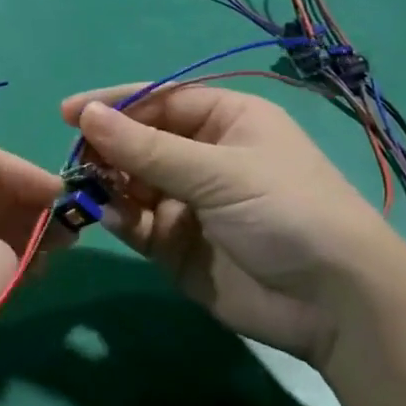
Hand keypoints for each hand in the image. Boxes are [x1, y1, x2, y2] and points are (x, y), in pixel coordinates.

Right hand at [61, 86, 402, 365]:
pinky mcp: (176, 244)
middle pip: (139, 141)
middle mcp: (203, 156)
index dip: (115, 104)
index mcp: (226, 121)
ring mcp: (188, 202)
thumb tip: (85, 114)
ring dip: (107, 182)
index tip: (69, 114)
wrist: (337, 306)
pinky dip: (118, 217)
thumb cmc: (286, 212)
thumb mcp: (218, 171)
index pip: (159, 100)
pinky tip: (109, 216)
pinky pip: (135, 222)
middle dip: (107, 147)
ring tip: (86, 187)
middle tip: (75, 159)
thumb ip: (147, 147)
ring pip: (131, 182)